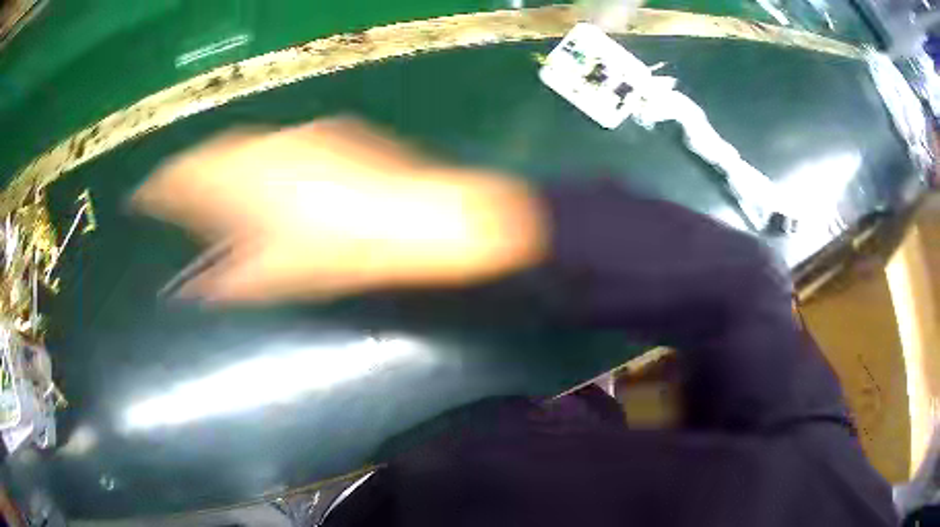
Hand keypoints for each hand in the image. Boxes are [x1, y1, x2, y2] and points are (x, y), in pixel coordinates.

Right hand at [132, 118, 545, 303]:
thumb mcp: (283, 278)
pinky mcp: (332, 135)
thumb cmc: (351, 255)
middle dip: (189, 171)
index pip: (186, 177)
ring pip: (246, 145)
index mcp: (249, 183)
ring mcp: (303, 137)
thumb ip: (233, 282)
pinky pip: (277, 144)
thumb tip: (198, 289)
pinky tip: (263, 176)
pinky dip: (257, 159)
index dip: (160, 187)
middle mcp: (269, 149)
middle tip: (173, 192)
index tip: (142, 197)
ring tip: (210, 185)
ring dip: (223, 162)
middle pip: (213, 154)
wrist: (427, 220)